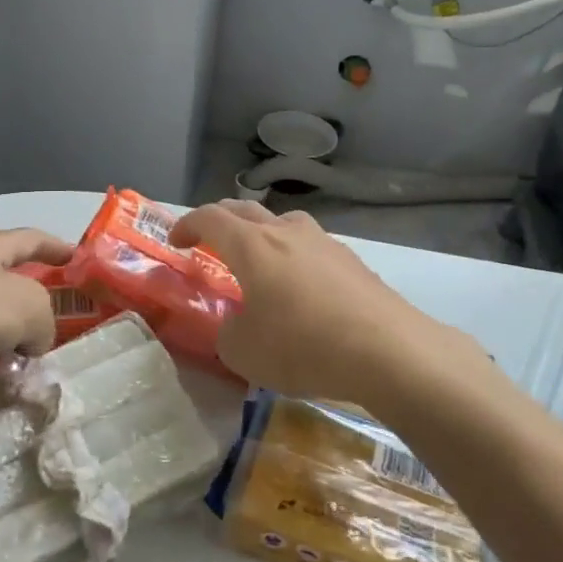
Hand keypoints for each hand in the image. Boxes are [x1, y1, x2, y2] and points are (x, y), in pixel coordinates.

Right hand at [171, 201, 437, 408]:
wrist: (387, 350)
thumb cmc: (302, 345)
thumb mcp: (243, 351)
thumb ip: (227, 332)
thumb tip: (236, 324)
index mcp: (252, 245)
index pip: (210, 218)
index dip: (187, 224)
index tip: (176, 240)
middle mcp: (286, 232)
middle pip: (246, 210)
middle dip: (222, 220)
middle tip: (209, 239)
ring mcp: (324, 243)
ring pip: (284, 223)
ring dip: (263, 234)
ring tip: (260, 261)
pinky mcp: (353, 262)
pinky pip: (312, 248)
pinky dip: (295, 258)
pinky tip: (303, 291)